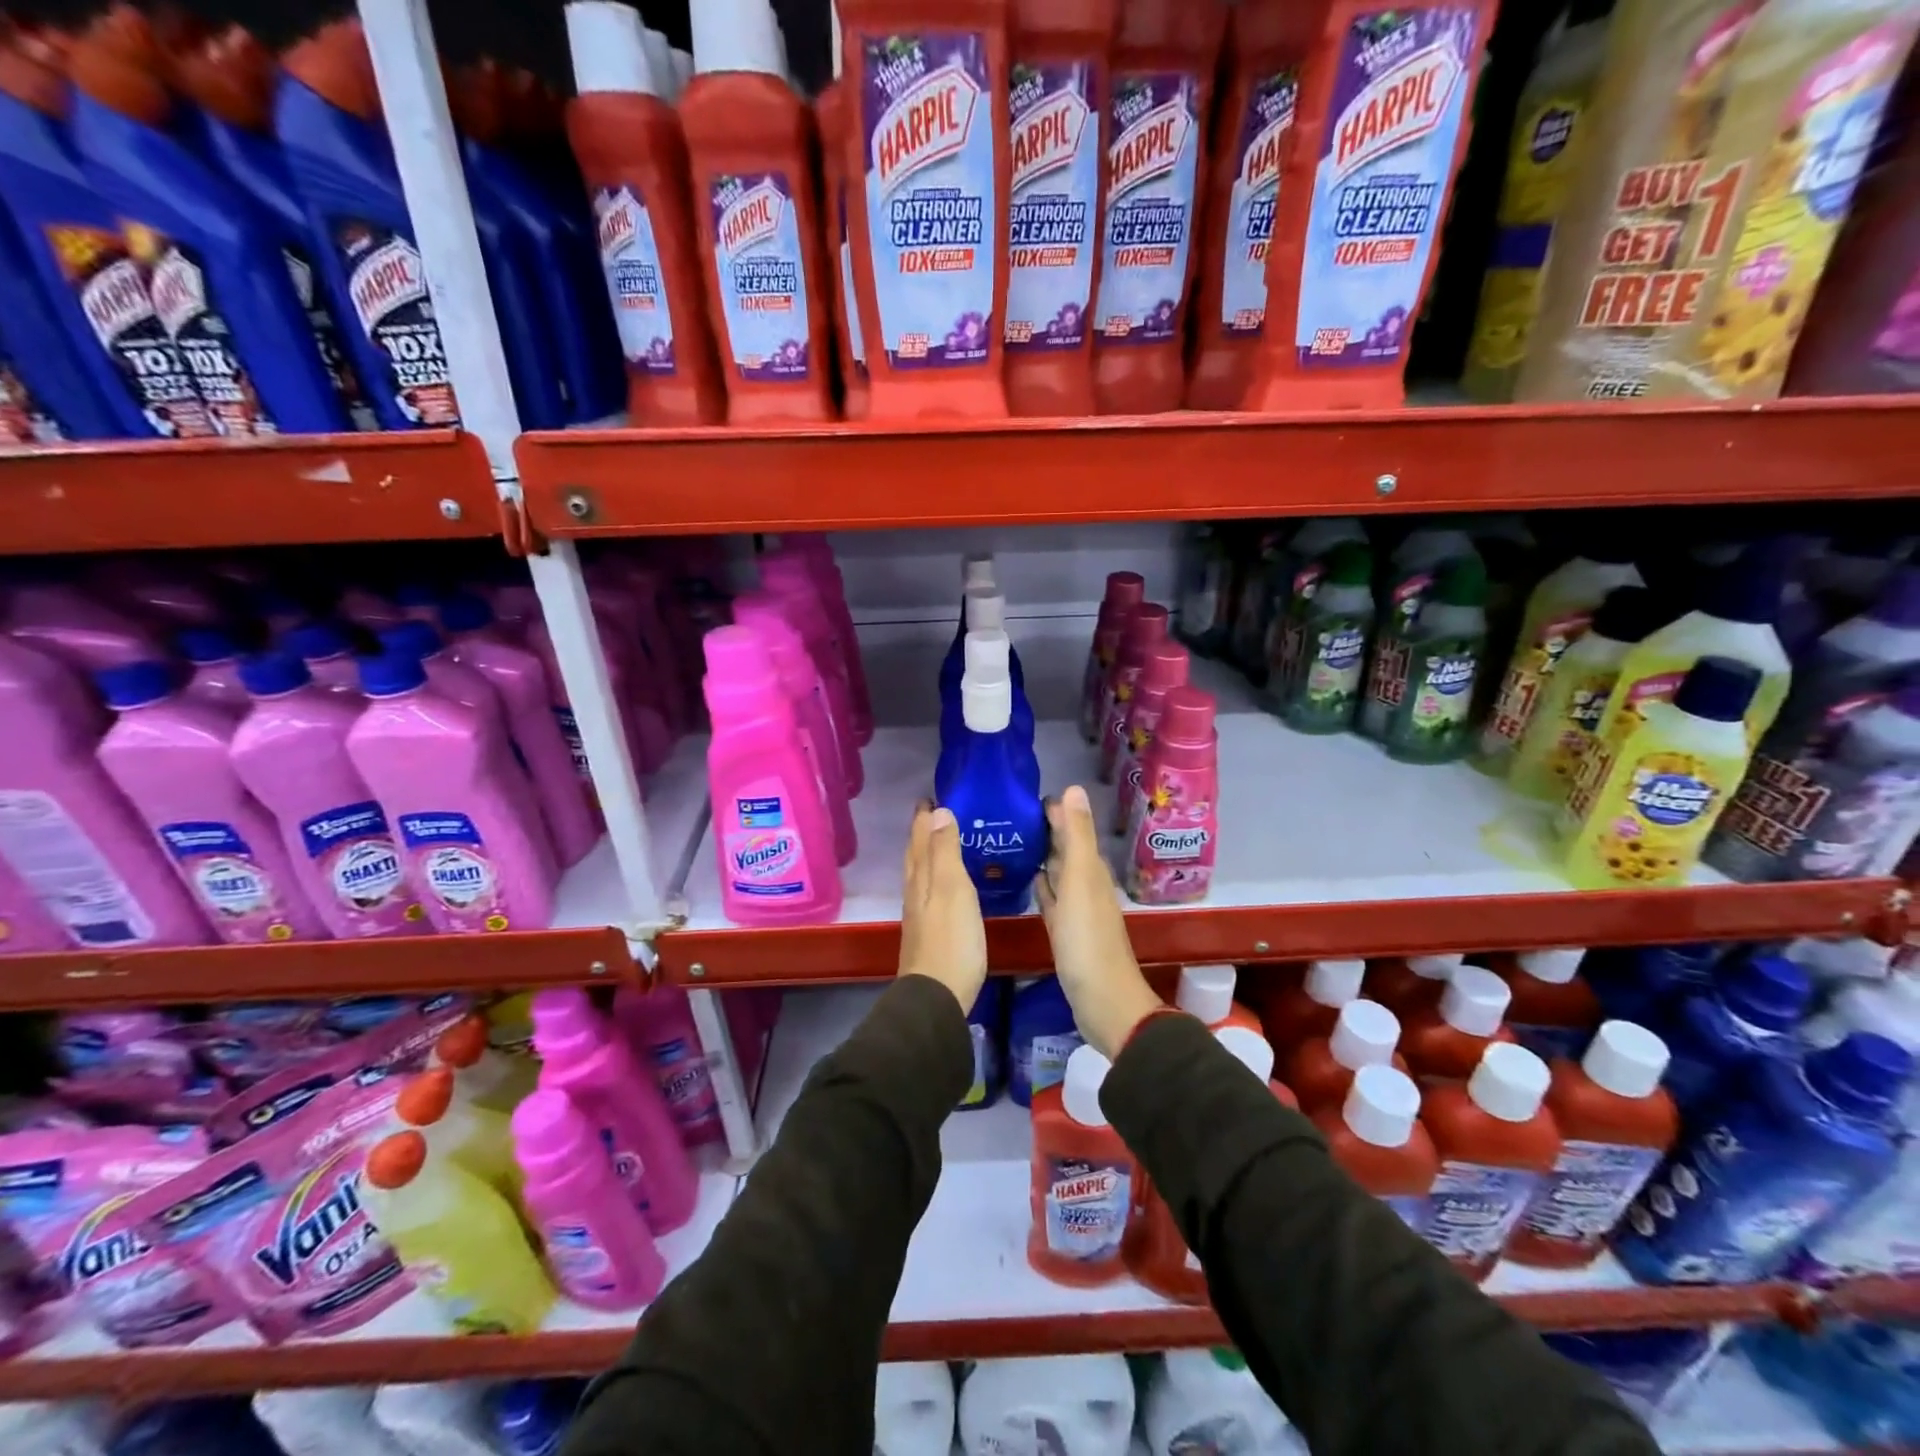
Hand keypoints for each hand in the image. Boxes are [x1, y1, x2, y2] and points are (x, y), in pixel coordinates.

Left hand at [898, 801, 987, 1014]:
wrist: (937, 996)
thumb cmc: (951, 939)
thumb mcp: (952, 889)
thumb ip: (945, 852)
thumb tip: (938, 812)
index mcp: (921, 878)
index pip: (920, 839)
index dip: (924, 818)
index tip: (929, 797)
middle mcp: (915, 892)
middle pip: (916, 855)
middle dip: (922, 832)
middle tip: (932, 813)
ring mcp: (920, 914)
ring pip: (920, 874)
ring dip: (927, 853)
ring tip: (940, 840)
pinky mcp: (929, 933)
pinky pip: (929, 892)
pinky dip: (934, 877)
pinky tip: (945, 885)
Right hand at [1036, 786, 1161, 1057]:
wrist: (1102, 1001)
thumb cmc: (1088, 940)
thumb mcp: (1081, 881)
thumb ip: (1077, 836)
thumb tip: (1074, 788)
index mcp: (1091, 870)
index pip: (1071, 829)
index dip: (1054, 811)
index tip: (1024, 796)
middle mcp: (1086, 884)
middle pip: (1065, 849)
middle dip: (1045, 830)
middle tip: (1011, 814)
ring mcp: (1076, 910)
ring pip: (1058, 873)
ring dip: (1042, 857)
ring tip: (1013, 840)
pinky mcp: (1065, 932)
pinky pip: (1052, 899)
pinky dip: (1041, 886)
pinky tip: (1028, 881)